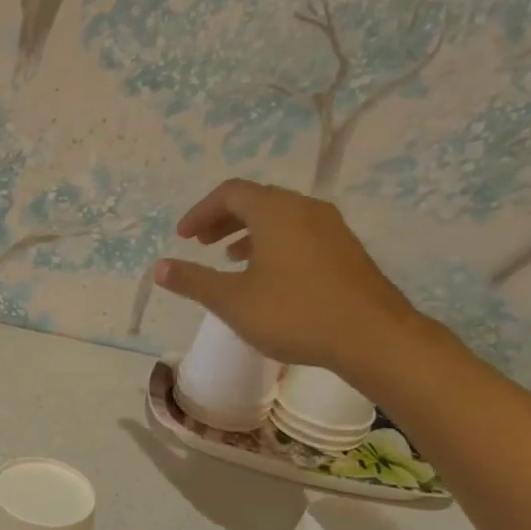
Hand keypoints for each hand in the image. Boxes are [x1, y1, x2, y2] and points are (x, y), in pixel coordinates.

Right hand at [154, 179, 421, 382]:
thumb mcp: (232, 300)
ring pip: (281, 218)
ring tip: (230, 259)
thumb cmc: (294, 313)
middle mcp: (305, 209)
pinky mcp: (345, 251)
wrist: (372, 336)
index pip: (230, 193)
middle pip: (257, 200)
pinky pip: (300, 234)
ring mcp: (331, 228)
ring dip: (249, 232)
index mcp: (275, 212)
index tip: (182, 238)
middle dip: (224, 219)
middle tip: (201, 244)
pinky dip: (274, 244)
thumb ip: (193, 281)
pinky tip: (269, 276)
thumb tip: (159, 268)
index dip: (200, 212)